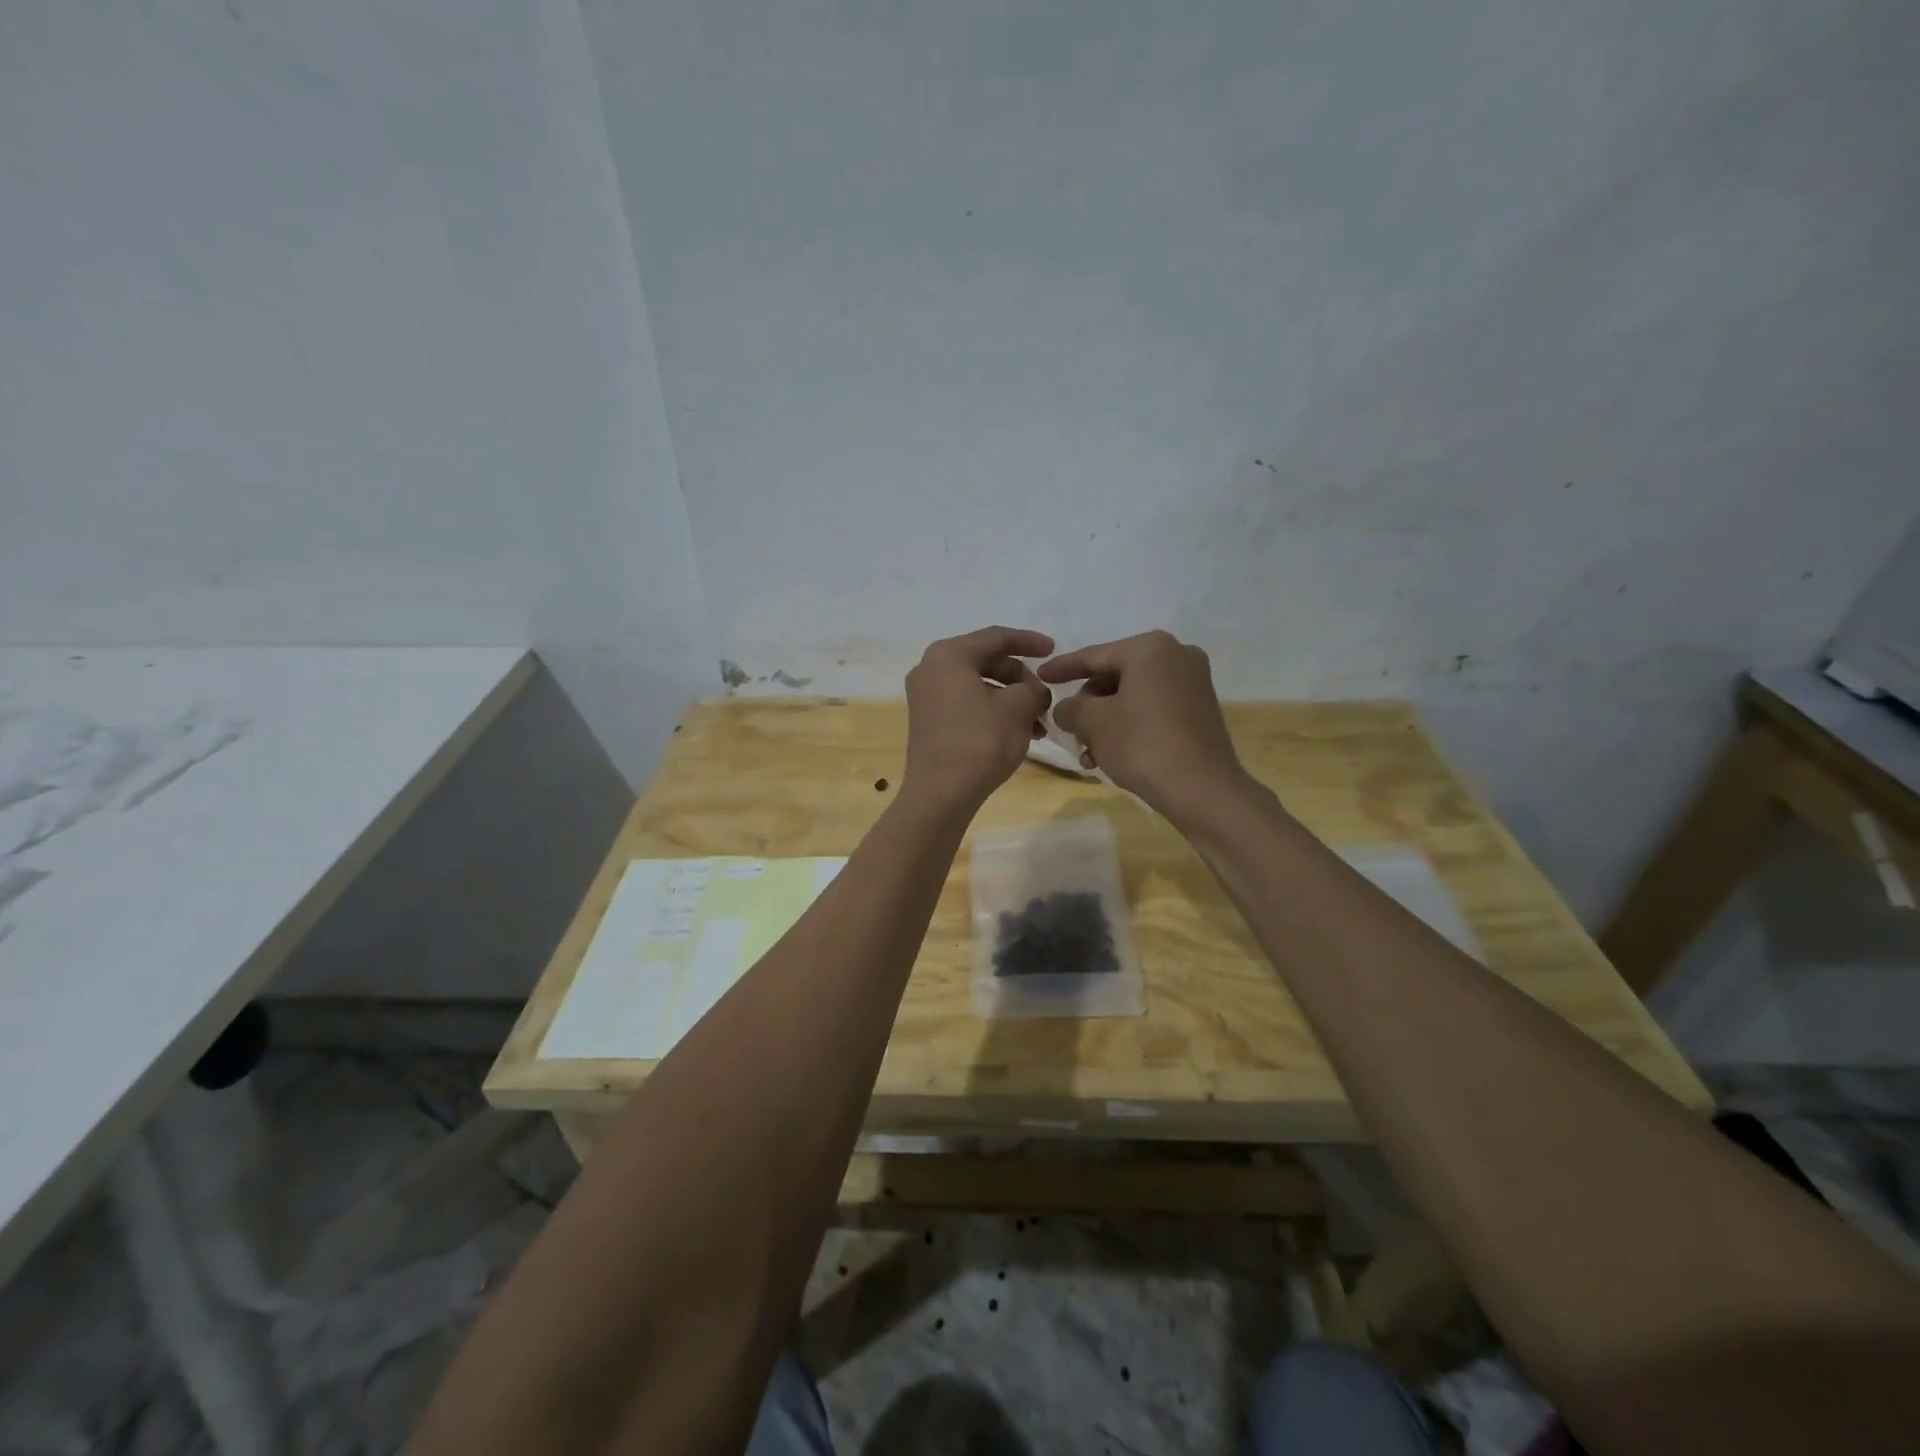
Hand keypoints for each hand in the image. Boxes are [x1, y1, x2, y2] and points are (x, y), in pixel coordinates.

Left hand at [903, 626, 1054, 809]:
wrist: (941, 793)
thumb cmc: (980, 740)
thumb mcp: (1019, 708)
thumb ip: (1034, 689)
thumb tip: (1035, 692)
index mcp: (948, 655)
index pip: (996, 637)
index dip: (1029, 641)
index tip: (1054, 649)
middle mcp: (931, 669)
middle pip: (986, 661)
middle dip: (1021, 678)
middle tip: (1045, 697)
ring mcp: (926, 697)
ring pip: (979, 686)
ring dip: (1011, 700)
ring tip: (1038, 724)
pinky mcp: (928, 722)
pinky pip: (967, 705)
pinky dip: (993, 713)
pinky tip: (1018, 734)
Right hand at [1039, 631, 1248, 822]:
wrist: (1202, 789)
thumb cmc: (1142, 745)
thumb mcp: (1092, 723)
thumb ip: (1069, 708)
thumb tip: (1066, 709)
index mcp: (1150, 648)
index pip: (1094, 656)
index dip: (1062, 668)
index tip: (1040, 675)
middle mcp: (1177, 654)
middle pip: (1115, 676)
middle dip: (1088, 705)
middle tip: (1070, 729)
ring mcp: (1193, 682)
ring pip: (1133, 696)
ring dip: (1106, 722)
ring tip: (1089, 754)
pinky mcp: (1201, 709)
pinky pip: (1153, 709)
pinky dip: (1130, 726)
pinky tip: (1113, 755)